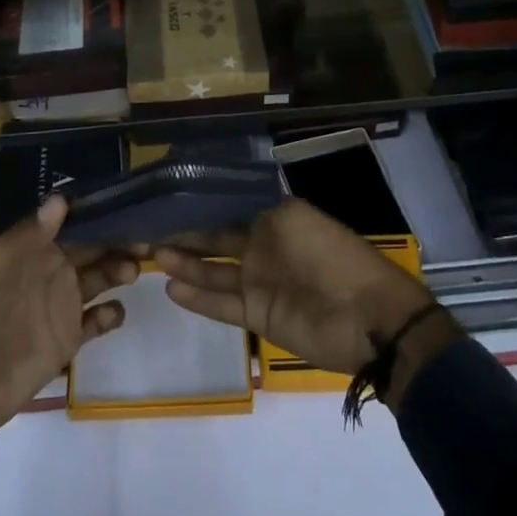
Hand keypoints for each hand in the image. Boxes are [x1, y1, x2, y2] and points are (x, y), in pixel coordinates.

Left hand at [0, 195, 137, 479]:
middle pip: (92, 251)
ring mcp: (59, 309)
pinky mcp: (65, 343)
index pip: (73, 226)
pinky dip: (109, 316)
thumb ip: (27, 236)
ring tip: (133, 272)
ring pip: (98, 281)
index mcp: (32, 252)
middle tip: (147, 240)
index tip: (129, 207)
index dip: (99, 217)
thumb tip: (61, 198)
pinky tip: (117, 312)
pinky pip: (94, 324)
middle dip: (118, 242)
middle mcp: (50, 274)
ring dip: (118, 272)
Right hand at [156, 199, 459, 411]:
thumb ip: (256, 210)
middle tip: (147, 230)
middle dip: (186, 235)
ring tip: (150, 255)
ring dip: (185, 264)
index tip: (166, 200)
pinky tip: (170, 287)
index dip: (199, 206)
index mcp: (274, 218)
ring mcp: (259, 282)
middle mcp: (262, 246)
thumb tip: (221, 198)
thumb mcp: (295, 217)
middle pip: (216, 239)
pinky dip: (198, 297)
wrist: (368, 317)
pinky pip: (222, 304)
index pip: (228, 209)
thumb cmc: (331, 256)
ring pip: (213, 272)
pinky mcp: (259, 315)